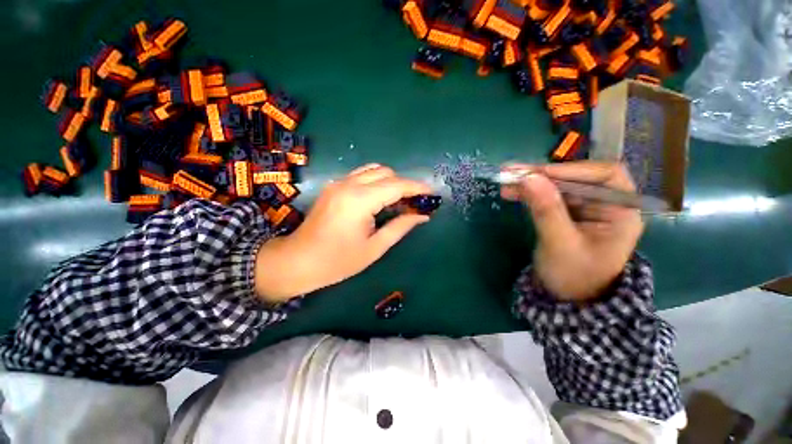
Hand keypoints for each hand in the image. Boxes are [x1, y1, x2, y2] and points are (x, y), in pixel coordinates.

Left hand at [254, 164, 432, 302]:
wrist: (298, 261)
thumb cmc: (338, 261)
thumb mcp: (374, 248)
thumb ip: (400, 227)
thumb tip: (422, 215)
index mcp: (359, 201)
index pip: (396, 185)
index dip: (417, 187)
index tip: (432, 194)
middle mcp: (348, 184)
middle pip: (386, 172)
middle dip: (405, 184)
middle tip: (416, 202)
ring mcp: (338, 183)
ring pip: (373, 170)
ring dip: (391, 181)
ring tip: (401, 200)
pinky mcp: (334, 186)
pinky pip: (362, 175)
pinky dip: (377, 181)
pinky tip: (381, 197)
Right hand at [501, 161, 643, 301]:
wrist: (567, 298)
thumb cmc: (573, 276)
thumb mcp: (560, 243)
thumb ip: (546, 210)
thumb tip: (528, 178)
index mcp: (620, 211)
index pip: (604, 175)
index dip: (571, 170)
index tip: (537, 174)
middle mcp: (605, 204)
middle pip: (575, 178)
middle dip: (542, 175)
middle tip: (510, 172)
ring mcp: (584, 209)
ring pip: (557, 186)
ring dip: (530, 183)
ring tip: (505, 181)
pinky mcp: (566, 214)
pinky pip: (547, 197)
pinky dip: (529, 193)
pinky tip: (512, 192)